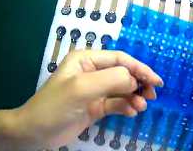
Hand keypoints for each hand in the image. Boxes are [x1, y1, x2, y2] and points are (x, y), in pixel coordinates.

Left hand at [12, 50, 163, 148]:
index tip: (156, 81)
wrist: (36, 132)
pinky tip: (131, 113)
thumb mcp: (82, 89)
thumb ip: (111, 79)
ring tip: (141, 107)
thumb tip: (134, 79)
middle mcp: (91, 74)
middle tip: (151, 96)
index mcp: (85, 61)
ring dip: (133, 97)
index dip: (140, 69)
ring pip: (121, 90)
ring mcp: (93, 92)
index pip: (120, 60)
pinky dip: (125, 107)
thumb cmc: (55, 107)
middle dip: (138, 84)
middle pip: (122, 74)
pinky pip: (115, 104)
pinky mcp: (94, 108)